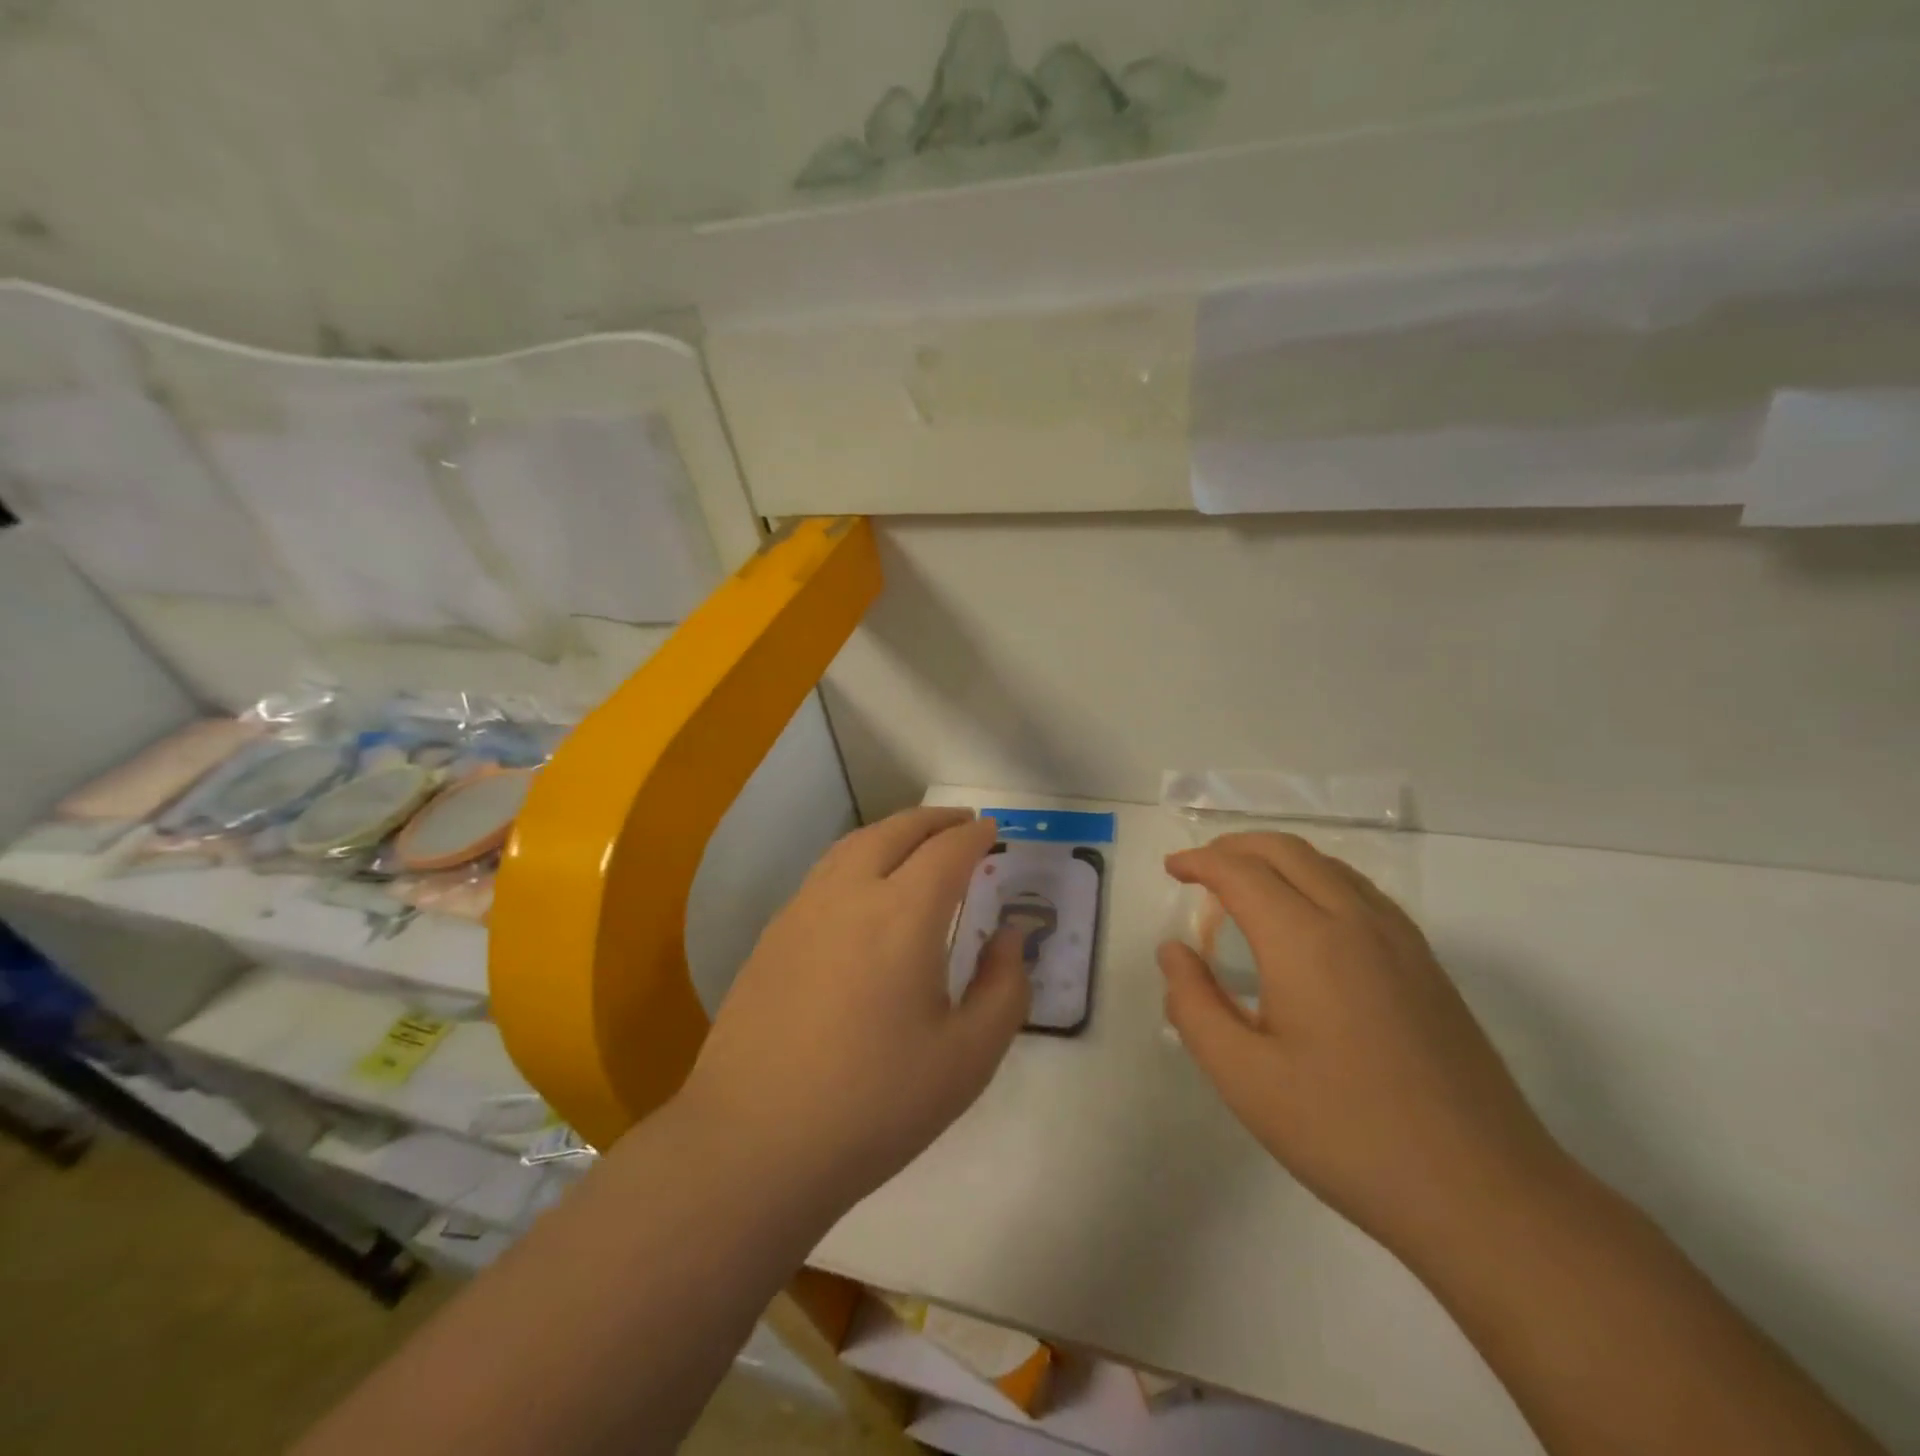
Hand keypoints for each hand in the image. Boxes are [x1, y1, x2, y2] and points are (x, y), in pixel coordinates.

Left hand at [681, 807, 1028, 1211]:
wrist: (755, 1143)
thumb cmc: (875, 1104)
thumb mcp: (968, 1058)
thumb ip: (1004, 987)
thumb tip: (1009, 937)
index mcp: (903, 914)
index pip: (947, 851)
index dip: (974, 836)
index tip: (992, 830)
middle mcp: (849, 894)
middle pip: (895, 831)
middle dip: (933, 820)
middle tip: (960, 822)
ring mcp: (802, 911)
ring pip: (852, 845)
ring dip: (891, 832)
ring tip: (915, 842)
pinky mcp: (772, 936)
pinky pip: (824, 874)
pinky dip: (856, 858)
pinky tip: (862, 889)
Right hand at [1159, 832, 1567, 1260]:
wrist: (1484, 1194)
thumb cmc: (1347, 1133)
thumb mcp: (1244, 1078)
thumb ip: (1195, 1005)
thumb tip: (1174, 952)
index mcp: (1306, 941)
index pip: (1241, 872)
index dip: (1199, 861)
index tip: (1170, 870)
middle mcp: (1355, 921)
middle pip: (1287, 851)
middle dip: (1235, 847)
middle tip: (1200, 869)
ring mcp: (1400, 940)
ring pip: (1329, 865)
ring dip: (1278, 859)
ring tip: (1245, 886)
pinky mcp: (1426, 965)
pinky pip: (1360, 892)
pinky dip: (1317, 879)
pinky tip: (1307, 919)